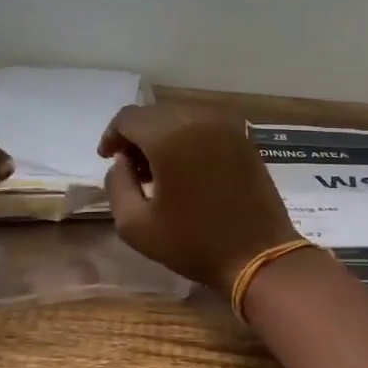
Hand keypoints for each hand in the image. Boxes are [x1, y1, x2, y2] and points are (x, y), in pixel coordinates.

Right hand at [97, 104, 299, 292]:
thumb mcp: (135, 225)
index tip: (108, 159)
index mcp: (169, 136)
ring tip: (159, 170)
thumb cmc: (194, 243)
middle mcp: (199, 119)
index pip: (129, 117)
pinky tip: (187, 168)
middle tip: (132, 168)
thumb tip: (122, 163)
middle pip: (156, 113)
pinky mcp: (244, 139)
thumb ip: (117, 185)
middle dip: (138, 135)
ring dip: (164, 135)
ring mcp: (227, 126)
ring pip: (182, 116)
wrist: (259, 254)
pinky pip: (207, 125)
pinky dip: (190, 137)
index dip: (113, 136)